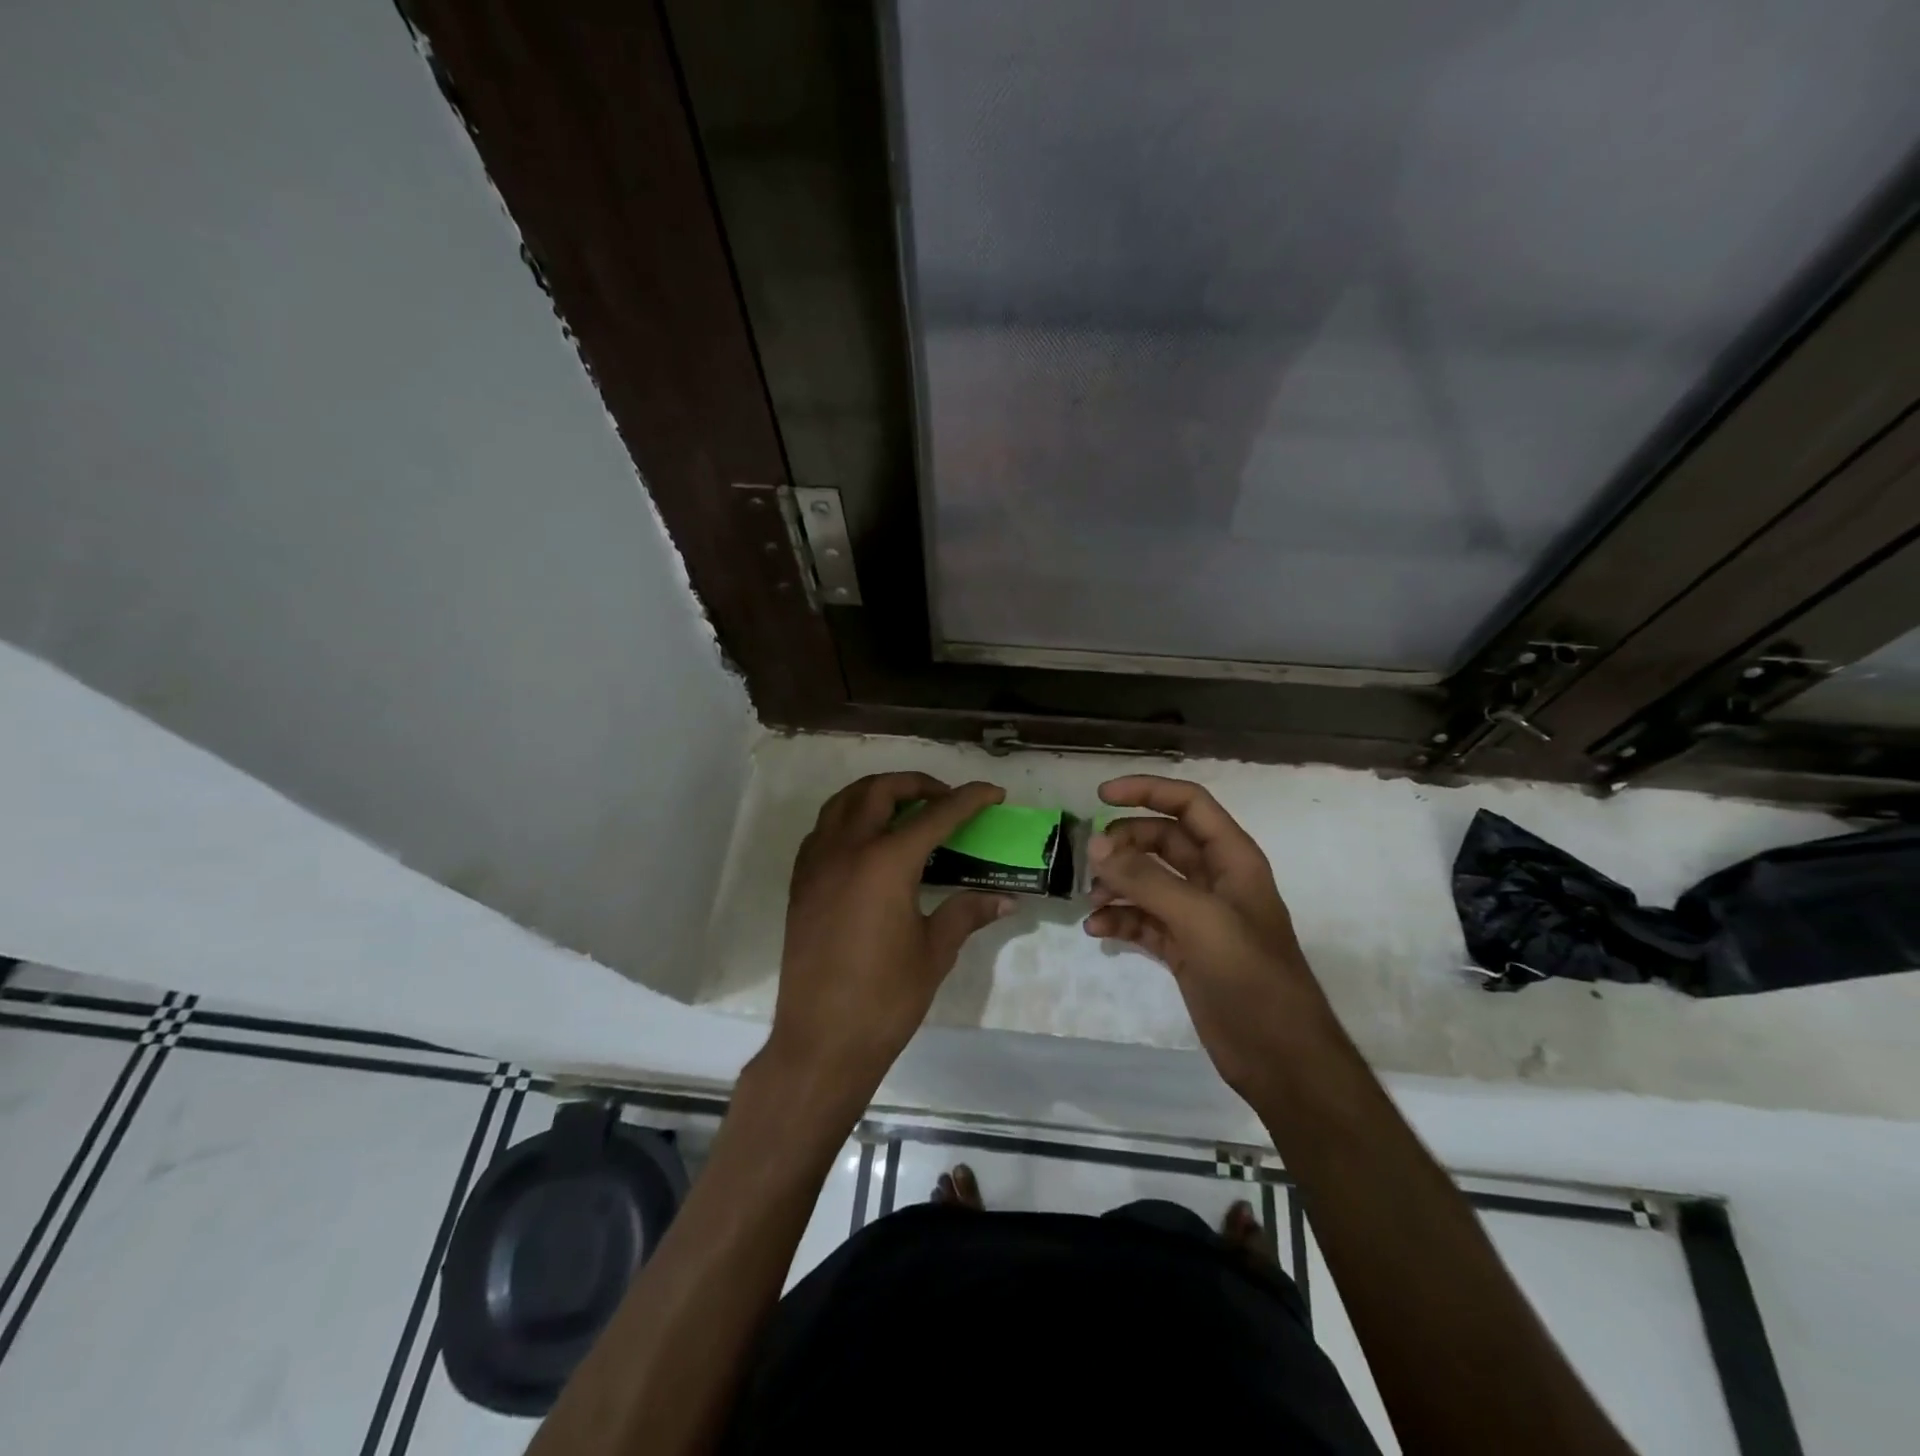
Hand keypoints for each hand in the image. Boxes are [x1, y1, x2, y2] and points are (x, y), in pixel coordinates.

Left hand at [766, 773, 1012, 1103]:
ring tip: (905, 808)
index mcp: (886, 862)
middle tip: (945, 798)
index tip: (993, 792)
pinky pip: (823, 829)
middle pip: (880, 791)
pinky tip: (867, 841)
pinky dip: (848, 818)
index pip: (936, 815)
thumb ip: (967, 913)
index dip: (969, 799)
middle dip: (918, 784)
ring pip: (844, 802)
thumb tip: (1005, 899)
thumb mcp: (935, 951)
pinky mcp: (801, 882)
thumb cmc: (886, 998)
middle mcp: (847, 849)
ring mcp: (817, 863)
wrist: (822, 1041)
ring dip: (877, 793)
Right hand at [1084, 775, 1336, 1096]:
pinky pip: (1143, 920)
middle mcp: (1214, 880)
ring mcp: (1198, 916)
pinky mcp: (1183, 949)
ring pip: (1148, 880)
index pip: (1189, 804)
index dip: (1148, 791)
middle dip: (1125, 844)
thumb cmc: (1251, 978)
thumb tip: (1096, 845)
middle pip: (1162, 840)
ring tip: (1092, 899)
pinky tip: (1098, 930)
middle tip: (1091, 860)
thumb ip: (1146, 880)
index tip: (1101, 795)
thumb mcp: (1200, 920)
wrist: (1280, 1058)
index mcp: (1232, 859)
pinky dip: (1120, 919)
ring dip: (1117, 883)